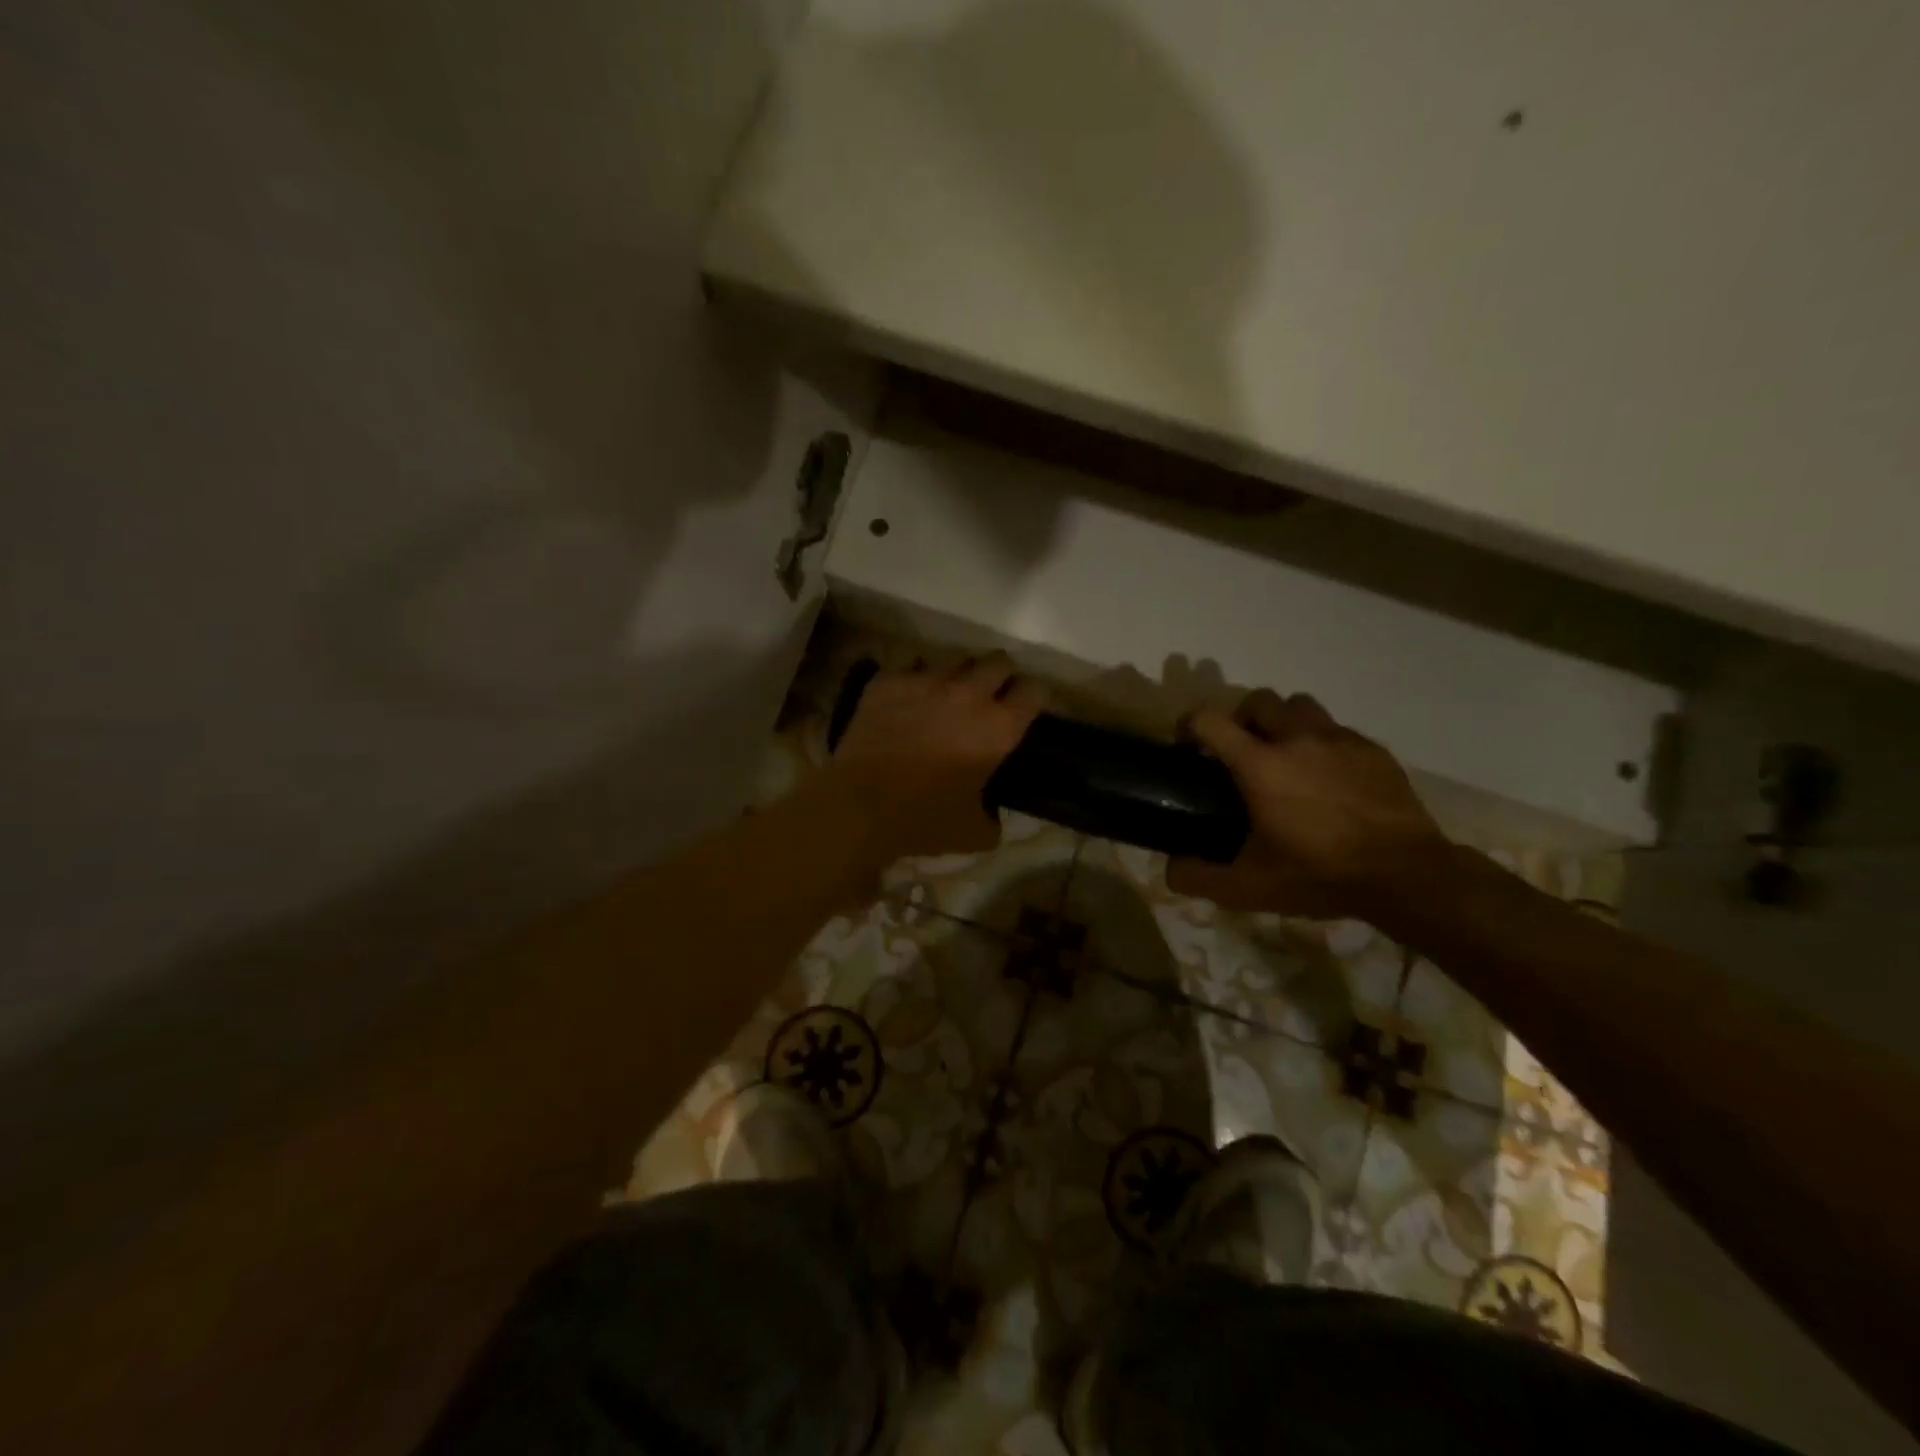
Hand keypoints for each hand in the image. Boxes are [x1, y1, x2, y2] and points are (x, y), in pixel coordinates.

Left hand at [825, 654, 1044, 860]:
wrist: (859, 806)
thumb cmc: (923, 820)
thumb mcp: (973, 833)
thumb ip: (992, 820)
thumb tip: (991, 817)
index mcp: (998, 728)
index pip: (1034, 691)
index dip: (1034, 696)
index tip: (1027, 706)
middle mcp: (968, 694)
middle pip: (999, 661)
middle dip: (1001, 674)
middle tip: (991, 693)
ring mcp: (926, 681)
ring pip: (955, 657)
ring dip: (959, 673)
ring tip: (949, 691)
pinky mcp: (889, 681)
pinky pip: (911, 663)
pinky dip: (916, 675)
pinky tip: (910, 694)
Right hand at [1167, 689, 1446, 917]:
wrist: (1407, 875)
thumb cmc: (1320, 874)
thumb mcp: (1249, 888)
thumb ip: (1198, 877)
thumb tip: (1169, 868)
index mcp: (1259, 765)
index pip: (1209, 720)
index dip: (1189, 726)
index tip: (1189, 747)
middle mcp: (1296, 739)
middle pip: (1258, 700)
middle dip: (1242, 719)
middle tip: (1242, 753)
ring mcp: (1339, 740)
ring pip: (1300, 706)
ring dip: (1284, 723)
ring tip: (1287, 758)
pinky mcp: (1372, 750)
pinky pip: (1337, 730)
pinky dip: (1323, 744)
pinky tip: (1329, 779)